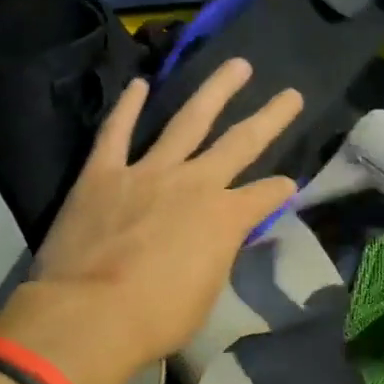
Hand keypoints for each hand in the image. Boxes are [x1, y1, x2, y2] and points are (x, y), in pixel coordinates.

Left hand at [0, 59, 301, 383]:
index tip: (288, 185)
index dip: (279, 190)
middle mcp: (195, 183)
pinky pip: (117, 132)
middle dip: (271, 117)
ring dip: (215, 91)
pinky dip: (127, 107)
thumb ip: (217, 255)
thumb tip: (223, 240)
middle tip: (291, 94)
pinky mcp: (104, 173)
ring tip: (237, 65)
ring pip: (188, 120)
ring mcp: (148, 172)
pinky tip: (139, 83)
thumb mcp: (206, 293)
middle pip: (241, 142)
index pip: (264, 195)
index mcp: (225, 217)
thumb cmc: (157, 317)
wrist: (91, 315)